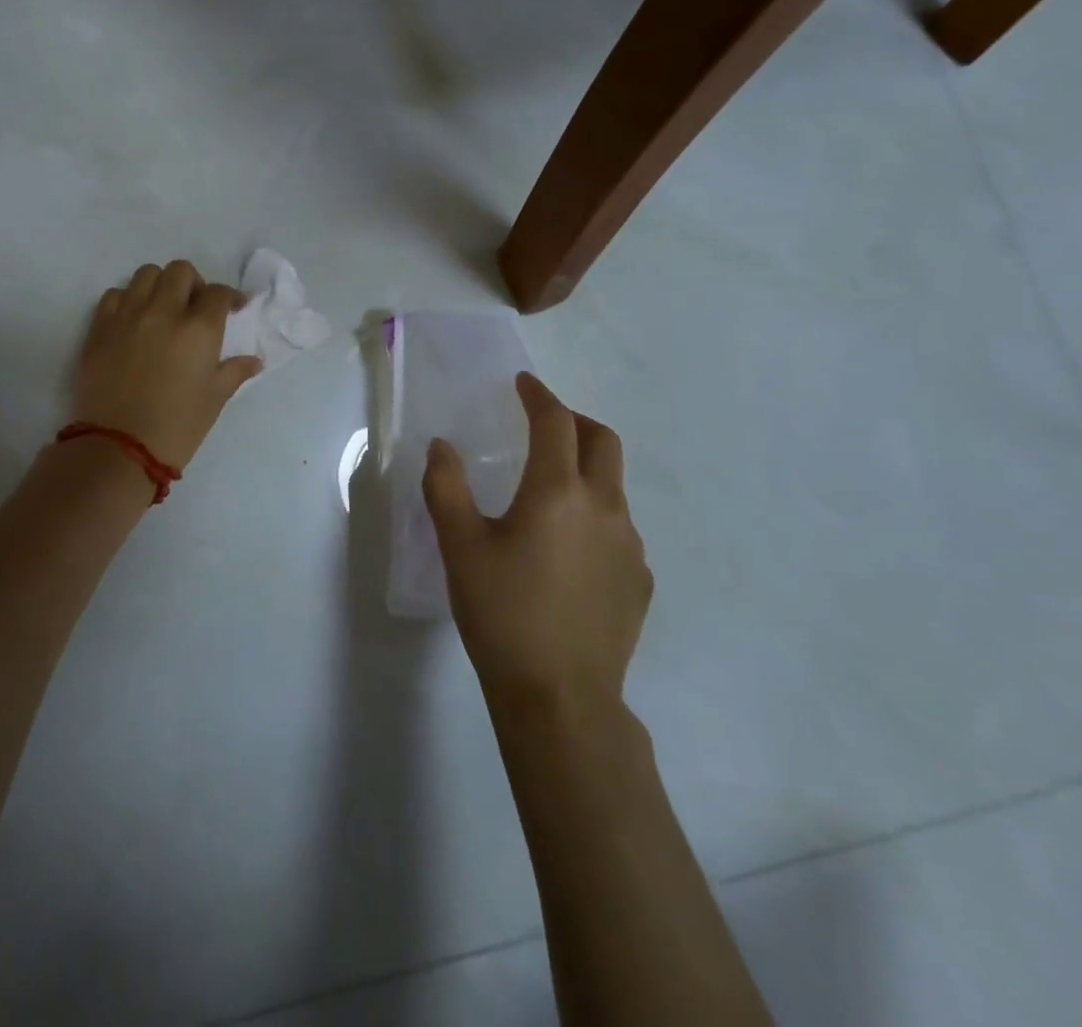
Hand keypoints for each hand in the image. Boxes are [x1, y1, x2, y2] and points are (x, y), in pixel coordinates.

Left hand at [71, 261, 262, 469]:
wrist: (118, 448)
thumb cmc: (177, 427)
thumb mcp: (214, 400)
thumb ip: (234, 372)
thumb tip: (254, 360)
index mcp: (198, 329)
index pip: (217, 293)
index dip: (228, 297)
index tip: (232, 308)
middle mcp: (163, 312)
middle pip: (180, 271)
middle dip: (193, 284)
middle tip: (194, 307)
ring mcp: (127, 316)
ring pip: (146, 274)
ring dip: (160, 286)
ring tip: (162, 309)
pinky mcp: (99, 328)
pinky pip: (115, 295)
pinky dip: (128, 300)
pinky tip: (133, 322)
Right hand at [423, 372, 651, 718]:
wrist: (560, 698)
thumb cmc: (502, 613)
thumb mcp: (459, 546)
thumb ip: (446, 487)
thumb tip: (442, 446)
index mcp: (557, 492)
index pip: (555, 422)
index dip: (538, 396)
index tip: (523, 384)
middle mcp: (604, 508)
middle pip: (602, 441)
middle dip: (574, 421)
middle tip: (543, 423)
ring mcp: (630, 546)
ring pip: (613, 486)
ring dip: (585, 470)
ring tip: (549, 492)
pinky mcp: (639, 581)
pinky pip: (619, 528)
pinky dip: (595, 514)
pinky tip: (568, 548)